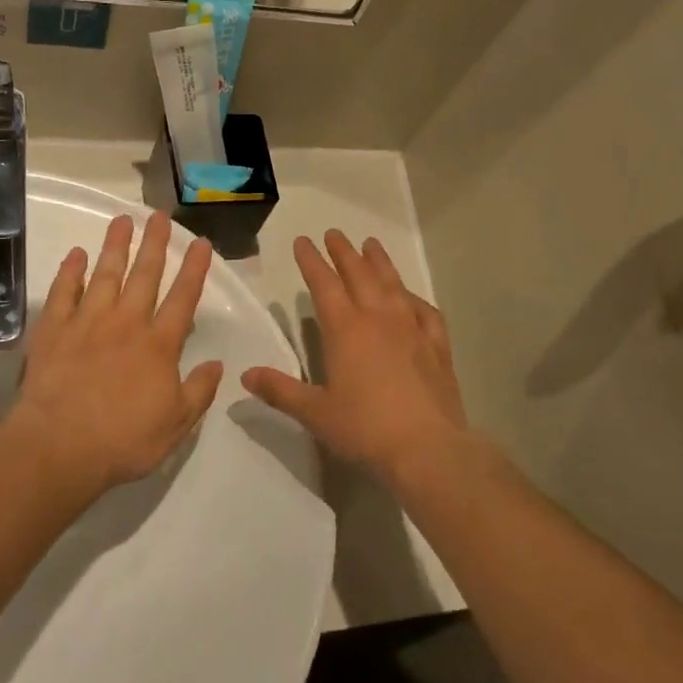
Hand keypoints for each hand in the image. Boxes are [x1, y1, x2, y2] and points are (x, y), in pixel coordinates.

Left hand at [3, 212, 222, 496]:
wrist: (59, 447)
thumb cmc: (123, 441)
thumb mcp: (176, 424)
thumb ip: (198, 391)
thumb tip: (217, 364)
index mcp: (159, 345)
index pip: (183, 299)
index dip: (194, 269)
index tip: (201, 243)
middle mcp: (126, 324)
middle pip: (144, 275)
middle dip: (155, 244)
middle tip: (160, 215)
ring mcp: (86, 323)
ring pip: (104, 275)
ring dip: (115, 246)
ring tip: (122, 220)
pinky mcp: (53, 331)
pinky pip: (63, 293)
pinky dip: (70, 272)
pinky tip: (76, 254)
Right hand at [243, 231, 470, 487]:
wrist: (428, 448)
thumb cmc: (365, 429)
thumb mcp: (315, 413)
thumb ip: (280, 391)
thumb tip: (246, 375)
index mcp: (345, 329)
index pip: (324, 285)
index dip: (311, 261)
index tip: (303, 241)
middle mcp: (379, 318)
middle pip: (359, 274)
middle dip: (343, 252)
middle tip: (334, 234)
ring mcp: (412, 329)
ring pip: (393, 285)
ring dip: (380, 262)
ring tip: (371, 245)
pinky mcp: (437, 346)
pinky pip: (425, 311)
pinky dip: (413, 297)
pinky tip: (411, 297)